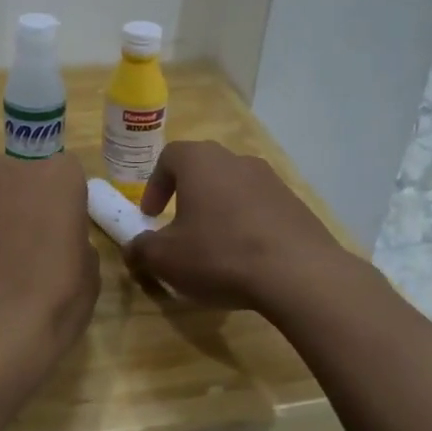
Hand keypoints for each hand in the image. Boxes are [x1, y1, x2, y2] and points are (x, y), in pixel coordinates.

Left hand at [0, 143, 98, 357]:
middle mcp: (13, 168)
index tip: (55, 224)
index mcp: (60, 179)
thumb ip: (74, 242)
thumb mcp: (87, 274)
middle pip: (14, 167)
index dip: (58, 198)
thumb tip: (62, 242)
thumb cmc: (55, 302)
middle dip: (15, 192)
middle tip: (13, 230)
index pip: (63, 171)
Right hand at [125, 141, 352, 313]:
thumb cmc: (219, 255)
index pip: (169, 157)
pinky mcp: (296, 204)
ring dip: (219, 211)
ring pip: (234, 189)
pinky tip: (246, 257)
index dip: (155, 185)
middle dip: (187, 196)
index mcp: (201, 162)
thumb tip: (134, 248)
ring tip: (214, 246)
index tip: (151, 215)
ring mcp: (272, 180)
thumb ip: (141, 248)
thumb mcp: (166, 259)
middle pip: (204, 170)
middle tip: (179, 228)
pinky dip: (247, 225)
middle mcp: (237, 160)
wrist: (298, 273)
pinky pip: (261, 208)